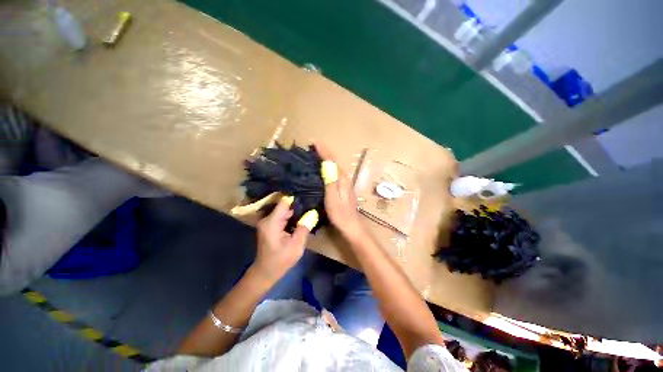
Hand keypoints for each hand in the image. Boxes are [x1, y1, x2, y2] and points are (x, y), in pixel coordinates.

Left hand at [252, 196, 310, 282]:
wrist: (266, 271)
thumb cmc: (281, 260)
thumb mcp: (296, 245)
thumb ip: (304, 228)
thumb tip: (313, 213)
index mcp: (272, 221)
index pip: (284, 202)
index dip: (297, 201)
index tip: (309, 201)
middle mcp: (266, 219)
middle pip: (283, 207)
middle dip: (297, 209)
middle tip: (311, 211)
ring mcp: (265, 223)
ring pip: (282, 213)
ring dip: (293, 216)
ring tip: (307, 216)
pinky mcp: (267, 228)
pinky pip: (279, 219)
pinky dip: (288, 221)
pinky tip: (298, 225)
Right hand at [315, 144, 364, 239]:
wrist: (350, 226)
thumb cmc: (340, 213)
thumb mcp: (332, 197)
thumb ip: (330, 180)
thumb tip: (326, 162)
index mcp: (342, 178)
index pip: (332, 160)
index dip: (323, 151)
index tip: (313, 143)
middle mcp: (344, 178)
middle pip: (334, 161)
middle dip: (324, 152)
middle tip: (311, 147)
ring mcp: (344, 183)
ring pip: (334, 167)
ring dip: (325, 159)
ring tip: (314, 154)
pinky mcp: (342, 189)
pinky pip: (333, 173)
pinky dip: (327, 168)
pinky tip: (321, 170)